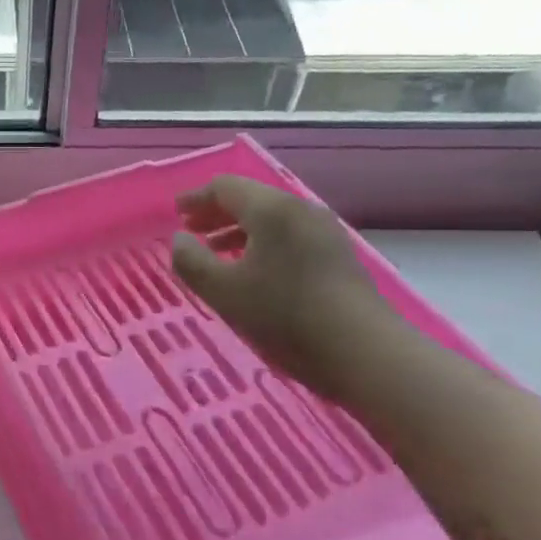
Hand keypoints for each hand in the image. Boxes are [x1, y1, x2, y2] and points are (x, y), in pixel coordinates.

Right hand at [170, 176, 394, 402]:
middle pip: (251, 199)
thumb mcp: (223, 291)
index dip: (196, 198)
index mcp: (270, 210)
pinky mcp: (337, 256)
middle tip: (190, 231)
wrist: (364, 352)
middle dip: (216, 213)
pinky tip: (253, 272)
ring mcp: (324, 232)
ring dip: (239, 230)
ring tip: (215, 253)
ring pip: (272, 219)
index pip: (225, 187)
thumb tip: (179, 239)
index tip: (176, 212)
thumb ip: (191, 261)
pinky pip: (289, 236)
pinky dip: (262, 244)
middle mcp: (300, 210)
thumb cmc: (284, 315)